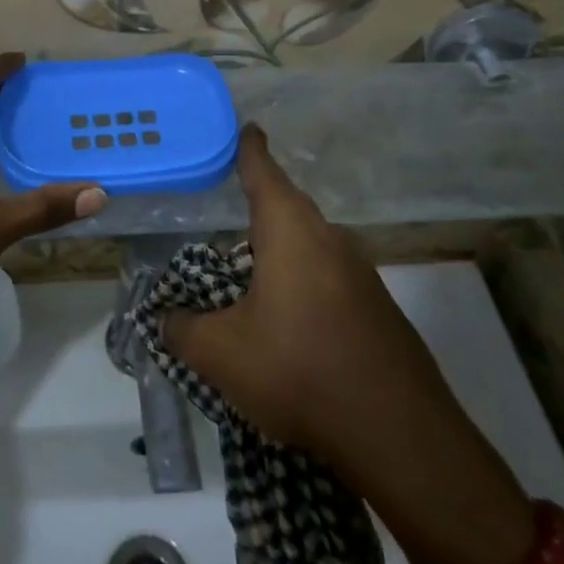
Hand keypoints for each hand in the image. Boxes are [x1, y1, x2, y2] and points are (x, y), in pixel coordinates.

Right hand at [163, 126, 535, 563]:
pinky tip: (288, 314)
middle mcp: (330, 240)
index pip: (264, 174)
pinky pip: (329, 276)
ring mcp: (362, 274)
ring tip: (251, 265)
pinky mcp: (378, 309)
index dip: (250, 150)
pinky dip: (302, 280)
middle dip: (261, 202)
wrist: (400, 435)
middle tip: (232, 203)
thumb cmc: (300, 371)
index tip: (248, 128)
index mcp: (291, 233)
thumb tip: (163, 318)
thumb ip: (182, 329)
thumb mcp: (221, 354)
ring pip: (311, 244)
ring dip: (281, 248)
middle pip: (289, 207)